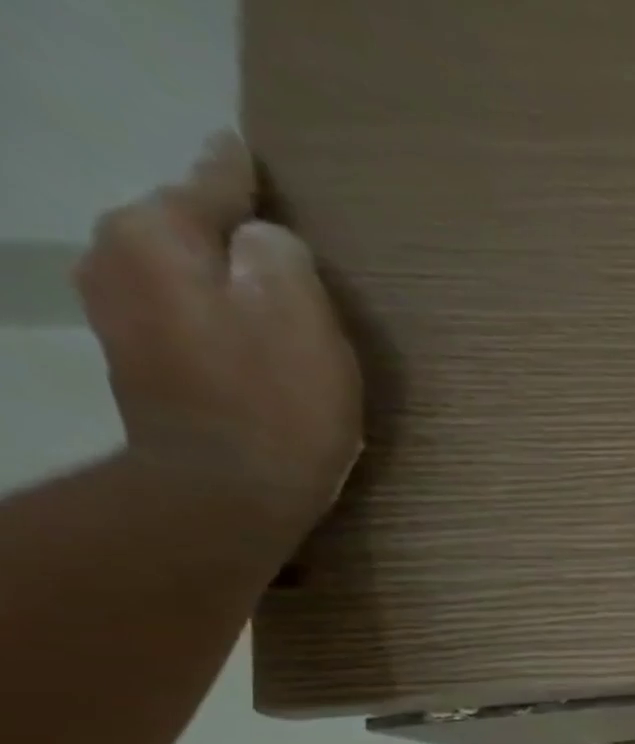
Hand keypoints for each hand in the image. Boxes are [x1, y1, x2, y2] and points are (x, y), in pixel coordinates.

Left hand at [75, 131, 362, 555]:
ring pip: (177, 270)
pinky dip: (209, 313)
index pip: (206, 185)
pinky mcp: (138, 360)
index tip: (240, 148)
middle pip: (183, 226)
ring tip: (259, 288)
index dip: (234, 172)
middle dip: (225, 230)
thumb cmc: (278, 400)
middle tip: (273, 238)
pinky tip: (239, 334)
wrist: (228, 489)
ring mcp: (118, 312)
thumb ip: (282, 255)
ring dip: (217, 276)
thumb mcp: (302, 315)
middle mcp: (117, 258)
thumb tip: (267, 242)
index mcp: (158, 236)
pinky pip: (178, 312)